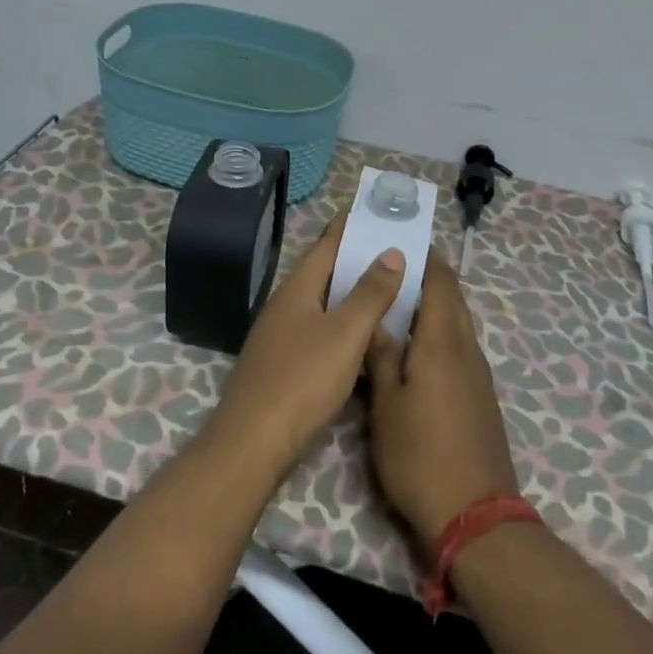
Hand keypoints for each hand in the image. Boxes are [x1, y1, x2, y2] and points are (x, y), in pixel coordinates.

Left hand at [211, 219, 406, 485]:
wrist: (253, 443)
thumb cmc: (302, 380)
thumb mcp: (345, 334)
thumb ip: (370, 293)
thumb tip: (391, 252)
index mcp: (298, 288)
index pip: (328, 243)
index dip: (353, 225)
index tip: (379, 209)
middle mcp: (287, 305)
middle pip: (327, 272)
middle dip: (360, 259)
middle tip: (399, 251)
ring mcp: (283, 336)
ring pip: (325, 304)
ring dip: (355, 295)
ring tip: (392, 289)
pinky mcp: (285, 365)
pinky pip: (322, 331)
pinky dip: (347, 326)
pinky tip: (368, 338)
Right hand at [366, 249, 518, 544]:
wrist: (475, 516)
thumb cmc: (420, 455)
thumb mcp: (387, 405)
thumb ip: (381, 356)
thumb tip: (376, 318)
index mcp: (443, 340)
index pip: (440, 281)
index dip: (425, 256)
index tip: (400, 240)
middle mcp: (467, 348)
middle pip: (452, 298)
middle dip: (427, 277)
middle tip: (389, 269)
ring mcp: (478, 373)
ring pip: (456, 323)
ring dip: (432, 306)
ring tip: (395, 303)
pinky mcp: (481, 395)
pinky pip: (460, 346)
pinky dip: (439, 332)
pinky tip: (415, 347)